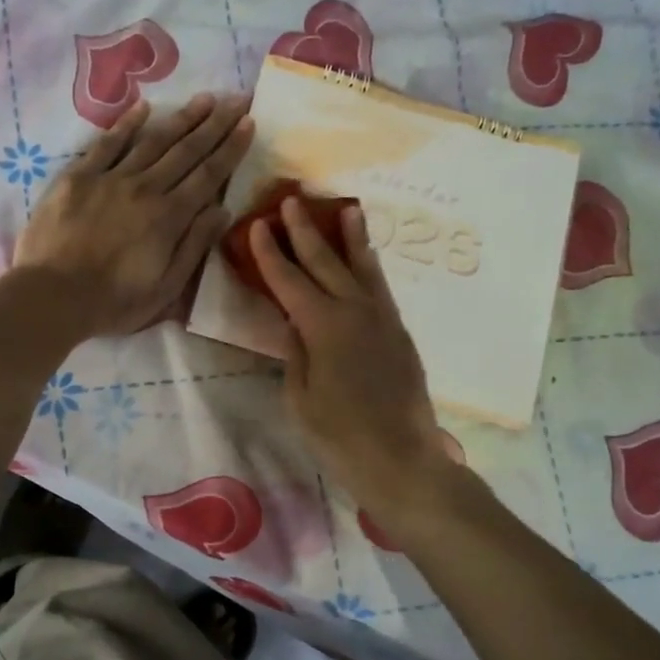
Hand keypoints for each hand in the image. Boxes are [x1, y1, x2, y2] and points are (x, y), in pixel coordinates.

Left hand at [13, 93, 252, 339]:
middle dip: (215, 124)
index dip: (230, 148)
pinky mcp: (78, 177)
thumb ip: (194, 246)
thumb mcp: (165, 288)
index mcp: (169, 217)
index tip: (249, 123)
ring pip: (152, 140)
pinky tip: (143, 107)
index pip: (208, 176)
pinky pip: (107, 143)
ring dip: (181, 118)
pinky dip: (126, 124)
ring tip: (204, 99)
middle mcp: (145, 188)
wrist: (52, 296)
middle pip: (186, 151)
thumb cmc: (113, 302)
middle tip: (236, 99)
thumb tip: (222, 209)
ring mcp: (110, 178)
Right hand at [250, 197, 452, 519]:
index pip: (289, 280)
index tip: (258, 225)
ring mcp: (382, 319)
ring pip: (362, 268)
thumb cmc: (338, 435)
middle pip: (326, 262)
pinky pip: (380, 288)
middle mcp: (354, 312)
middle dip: (306, 231)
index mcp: (323, 327)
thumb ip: (294, 352)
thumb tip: (292, 320)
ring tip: (347, 207)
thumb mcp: (300, 397)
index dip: (271, 252)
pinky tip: (366, 258)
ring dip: (351, 237)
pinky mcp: (398, 333)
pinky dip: (370, 266)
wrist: (400, 459)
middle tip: (292, 201)